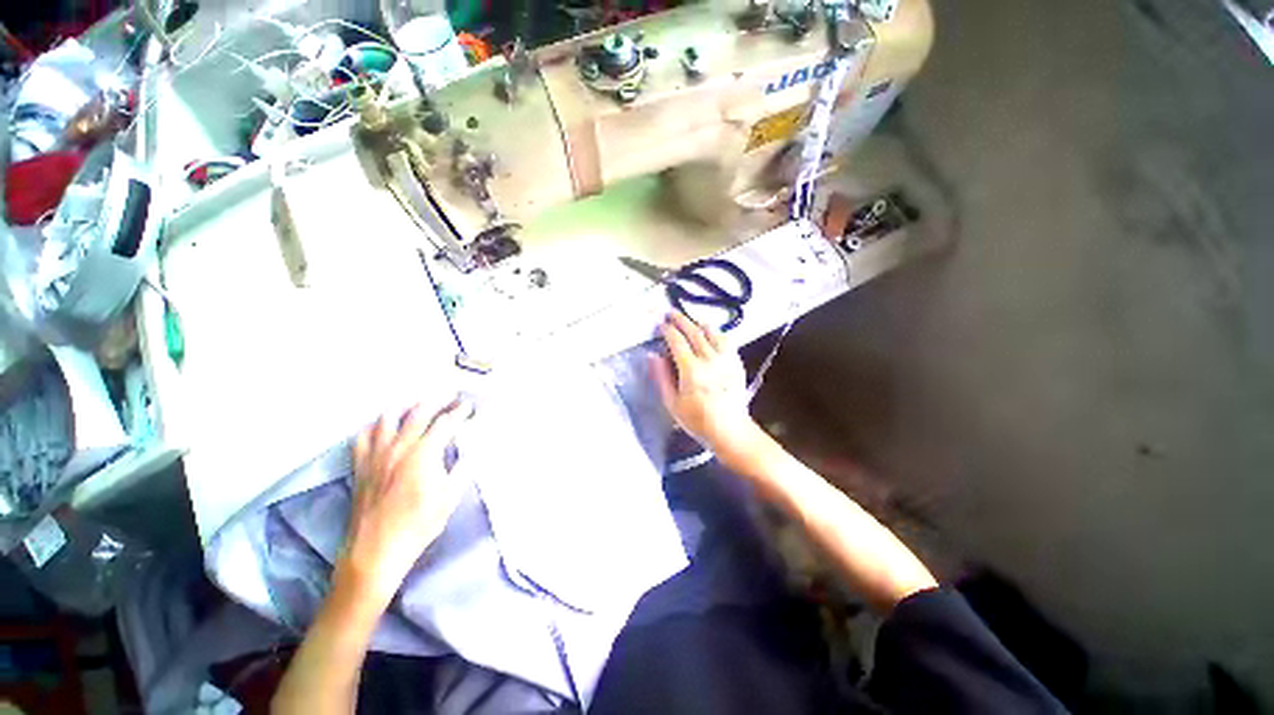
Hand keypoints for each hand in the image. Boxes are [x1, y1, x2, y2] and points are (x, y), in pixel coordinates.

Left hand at [338, 398, 472, 606]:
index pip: (446, 423)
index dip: (460, 412)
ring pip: (388, 418)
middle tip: (450, 397)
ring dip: (406, 406)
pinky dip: (375, 425)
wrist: (376, 550)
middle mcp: (399, 447)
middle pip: (418, 412)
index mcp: (424, 454)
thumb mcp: (450, 497)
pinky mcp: (361, 465)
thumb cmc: (418, 525)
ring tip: (418, 404)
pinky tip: (383, 426)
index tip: (469, 407)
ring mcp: (376, 454)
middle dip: (437, 401)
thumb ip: (462, 468)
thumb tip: (473, 449)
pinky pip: (363, 436)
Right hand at [651, 311, 764, 462]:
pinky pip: (726, 340)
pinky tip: (710, 334)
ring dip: (698, 323)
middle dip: (680, 320)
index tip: (660, 324)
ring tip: (689, 322)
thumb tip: (653, 355)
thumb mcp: (672, 403)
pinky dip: (716, 333)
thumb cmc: (697, 421)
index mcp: (691, 370)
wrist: (730, 431)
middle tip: (670, 313)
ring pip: (712, 332)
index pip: (677, 341)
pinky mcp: (736, 362)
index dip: (667, 330)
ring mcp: (726, 359)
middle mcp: (710, 360)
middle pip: (693, 331)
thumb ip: (661, 377)